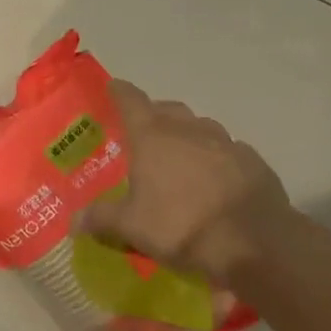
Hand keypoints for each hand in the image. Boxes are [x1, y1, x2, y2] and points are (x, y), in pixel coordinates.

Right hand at [80, 80, 294, 284]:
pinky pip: (229, 151)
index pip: (132, 101)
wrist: (255, 243)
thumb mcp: (131, 227)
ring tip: (180, 156)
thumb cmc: (181, 225)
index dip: (120, 92)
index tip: (113, 87)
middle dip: (155, 114)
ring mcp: (226, 144)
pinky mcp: (254, 163)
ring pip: (202, 127)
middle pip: (169, 110)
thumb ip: (101, 219)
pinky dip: (217, 158)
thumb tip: (74, 221)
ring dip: (188, 134)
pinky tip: (214, 179)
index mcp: (153, 137)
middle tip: (144, 131)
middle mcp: (189, 131)